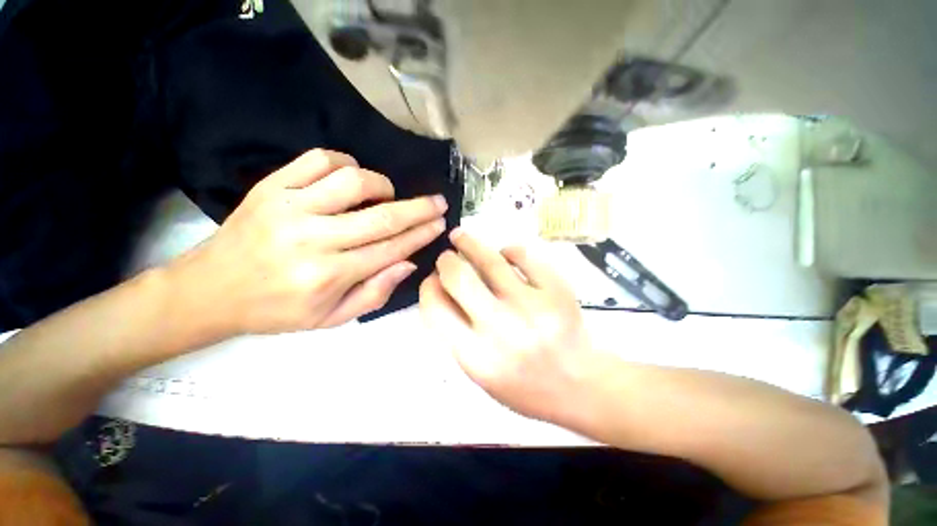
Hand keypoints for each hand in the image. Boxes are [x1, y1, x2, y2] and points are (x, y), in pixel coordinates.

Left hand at [168, 149, 447, 338]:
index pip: (391, 248)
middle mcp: (312, 239)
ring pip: (353, 181)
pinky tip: (350, 177)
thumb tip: (408, 263)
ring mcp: (289, 207)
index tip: (440, 223)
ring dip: (381, 185)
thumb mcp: (331, 318)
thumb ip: (375, 293)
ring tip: (386, 195)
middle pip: (382, 216)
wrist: (210, 290)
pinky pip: (318, 159)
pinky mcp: (271, 187)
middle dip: (419, 208)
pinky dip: (344, 162)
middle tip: (438, 202)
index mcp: (328, 276)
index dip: (421, 234)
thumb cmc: (277, 310)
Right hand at [419, 229, 597, 425]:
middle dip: (446, 260)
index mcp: (476, 356)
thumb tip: (441, 287)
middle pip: (459, 277)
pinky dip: (509, 251)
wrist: (578, 385)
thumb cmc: (524, 384)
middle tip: (447, 256)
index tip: (433, 279)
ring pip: (491, 259)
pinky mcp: (556, 290)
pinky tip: (506, 254)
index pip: (435, 308)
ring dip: (470, 243)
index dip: (428, 287)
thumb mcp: (479, 372)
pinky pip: (523, 256)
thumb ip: (456, 332)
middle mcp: (501, 330)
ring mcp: (531, 307)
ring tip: (462, 237)